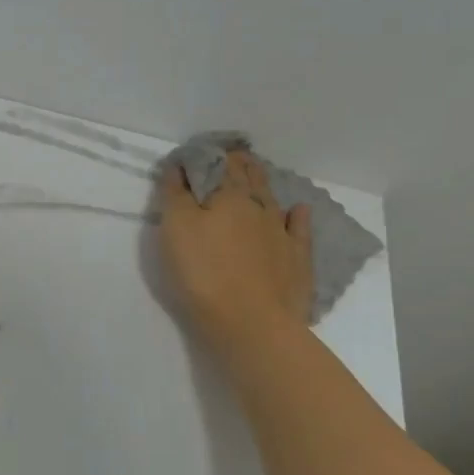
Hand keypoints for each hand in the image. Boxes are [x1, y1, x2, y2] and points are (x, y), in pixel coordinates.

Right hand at [160, 150, 313, 349]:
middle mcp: (259, 206)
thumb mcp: (175, 228)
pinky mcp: (297, 260)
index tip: (200, 151)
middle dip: (238, 164)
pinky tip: (298, 210)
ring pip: (272, 199)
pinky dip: (296, 216)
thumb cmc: (203, 272)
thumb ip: (175, 194)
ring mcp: (282, 233)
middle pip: (249, 177)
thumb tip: (178, 166)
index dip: (210, 155)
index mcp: (228, 196)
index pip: (220, 164)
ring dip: (262, 183)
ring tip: (255, 173)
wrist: (252, 323)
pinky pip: (298, 229)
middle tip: (230, 155)